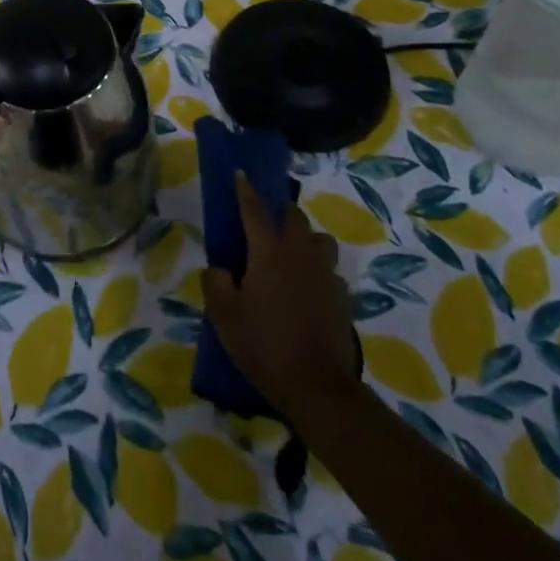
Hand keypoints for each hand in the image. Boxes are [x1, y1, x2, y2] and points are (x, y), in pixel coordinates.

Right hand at [203, 173, 361, 420]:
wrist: (317, 387)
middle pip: (295, 218)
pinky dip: (320, 273)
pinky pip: (332, 273)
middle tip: (268, 225)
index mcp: (269, 253)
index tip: (241, 173)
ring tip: (293, 256)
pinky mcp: (343, 299)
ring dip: (307, 239)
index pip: (255, 211)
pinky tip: (310, 292)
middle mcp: (300, 255)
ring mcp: (326, 276)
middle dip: (282, 213)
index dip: (246, 190)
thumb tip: (221, 269)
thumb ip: (216, 283)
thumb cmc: (264, 345)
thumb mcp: (223, 315)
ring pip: (321, 240)